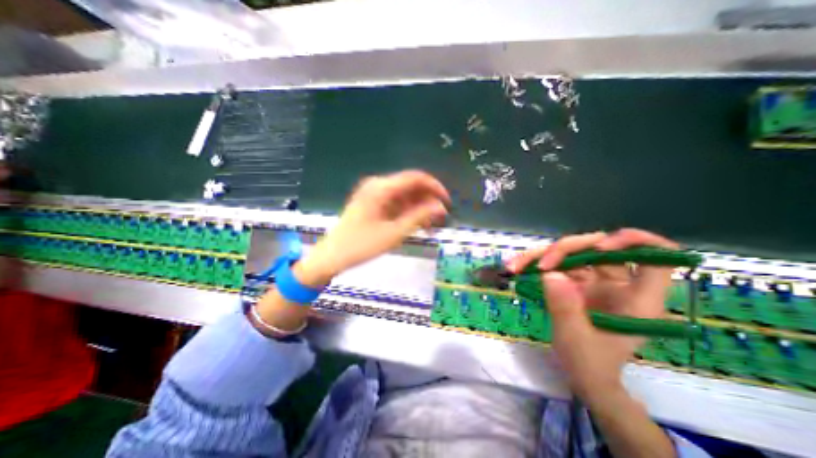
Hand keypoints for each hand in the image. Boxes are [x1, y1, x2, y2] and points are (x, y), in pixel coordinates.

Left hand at [295, 170, 448, 287]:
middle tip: (439, 219)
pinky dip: (407, 212)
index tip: (447, 202)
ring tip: (429, 226)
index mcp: (381, 188)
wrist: (332, 255)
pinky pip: (395, 202)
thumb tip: (441, 207)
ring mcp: (374, 193)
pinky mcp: (373, 203)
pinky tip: (415, 225)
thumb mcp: (394, 233)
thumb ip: (419, 217)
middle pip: (410, 186)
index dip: (435, 187)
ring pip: (404, 195)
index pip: (415, 178)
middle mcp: (378, 185)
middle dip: (427, 201)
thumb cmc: (361, 245)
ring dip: (419, 208)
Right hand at [508, 229, 679, 403]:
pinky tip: (517, 267)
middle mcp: (617, 283)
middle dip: (566, 250)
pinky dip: (534, 263)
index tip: (601, 246)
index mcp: (636, 299)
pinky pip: (555, 263)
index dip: (634, 243)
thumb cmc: (590, 364)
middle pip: (598, 248)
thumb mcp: (576, 340)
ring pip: (571, 252)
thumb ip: (565, 308)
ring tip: (516, 265)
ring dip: (541, 255)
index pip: (655, 259)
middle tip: (541, 264)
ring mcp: (593, 280)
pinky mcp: (573, 281)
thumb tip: (550, 274)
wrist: (582, 374)